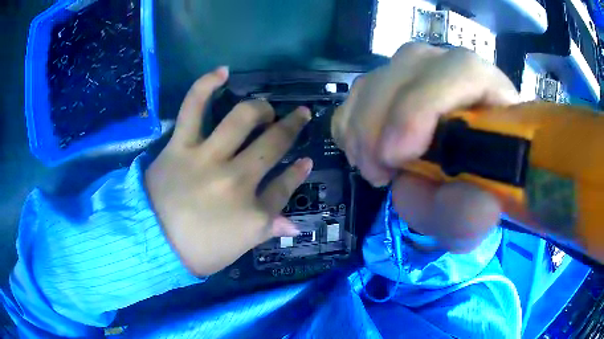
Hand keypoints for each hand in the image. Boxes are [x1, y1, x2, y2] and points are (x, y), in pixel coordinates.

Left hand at [145, 67, 312, 275]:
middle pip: (273, 145)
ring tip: (265, 109)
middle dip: (292, 127)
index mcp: (253, 212)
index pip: (285, 186)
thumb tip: (295, 222)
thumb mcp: (239, 248)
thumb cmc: (197, 251)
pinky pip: (194, 107)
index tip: (306, 161)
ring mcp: (208, 159)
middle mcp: (237, 180)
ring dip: (261, 109)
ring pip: (243, 120)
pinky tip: (223, 72)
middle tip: (299, 115)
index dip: (298, 172)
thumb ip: (268, 229)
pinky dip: (206, 85)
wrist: (151, 243)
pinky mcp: (181, 146)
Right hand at [332, 43, 519, 252]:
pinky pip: (357, 92)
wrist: (464, 176)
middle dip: (380, 123)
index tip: (397, 157)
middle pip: (408, 67)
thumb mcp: (477, 214)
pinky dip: (350, 125)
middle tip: (379, 174)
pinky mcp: (391, 83)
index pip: (461, 71)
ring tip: (376, 171)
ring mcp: (419, 72)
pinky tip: (365, 153)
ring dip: (362, 130)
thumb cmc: (475, 188)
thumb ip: (473, 215)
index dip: (423, 106)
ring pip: (377, 78)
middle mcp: (455, 69)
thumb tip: (474, 209)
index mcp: (492, 91)